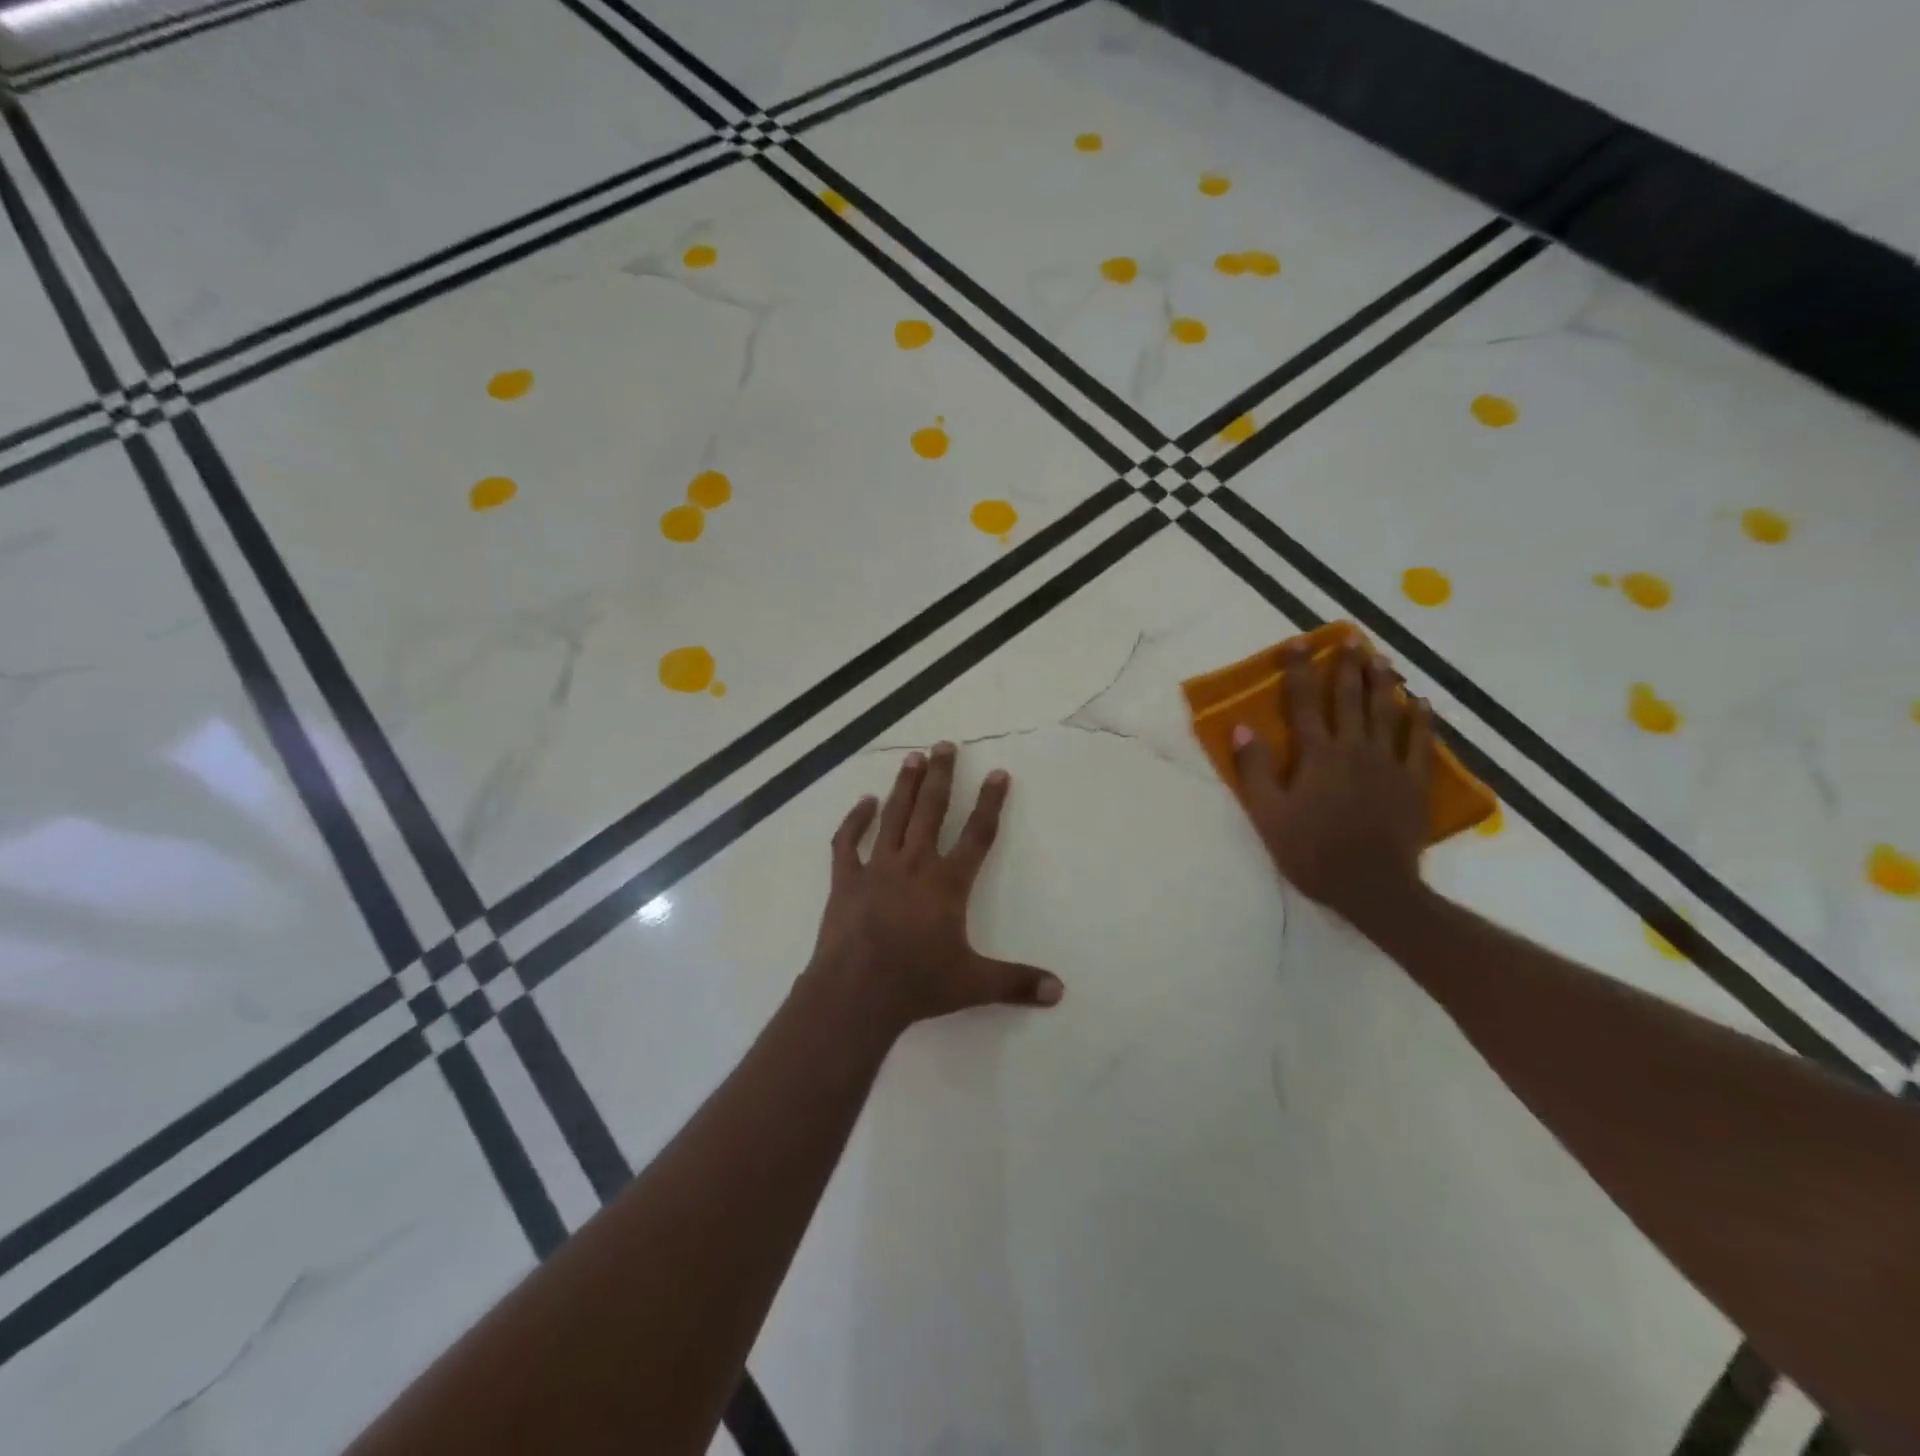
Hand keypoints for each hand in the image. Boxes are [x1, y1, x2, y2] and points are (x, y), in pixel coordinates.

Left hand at [808, 742, 1062, 1037]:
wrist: (855, 993)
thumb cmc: (917, 984)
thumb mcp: (973, 985)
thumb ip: (1017, 983)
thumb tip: (1059, 991)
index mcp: (947, 884)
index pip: (977, 835)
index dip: (990, 803)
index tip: (998, 773)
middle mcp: (914, 865)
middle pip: (931, 810)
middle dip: (942, 776)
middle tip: (945, 745)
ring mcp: (877, 869)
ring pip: (893, 816)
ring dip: (904, 786)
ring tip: (913, 758)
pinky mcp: (845, 880)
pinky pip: (848, 842)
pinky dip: (855, 821)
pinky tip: (864, 803)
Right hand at [1232, 644, 1433, 929]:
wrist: (1372, 887)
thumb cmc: (1312, 851)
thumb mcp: (1268, 815)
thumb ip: (1255, 770)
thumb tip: (1242, 728)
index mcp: (1317, 755)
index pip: (1304, 702)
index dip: (1299, 670)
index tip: (1297, 642)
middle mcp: (1354, 749)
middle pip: (1350, 699)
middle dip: (1347, 666)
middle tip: (1351, 639)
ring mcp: (1388, 764)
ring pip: (1387, 713)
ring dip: (1383, 684)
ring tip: (1383, 659)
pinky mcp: (1413, 783)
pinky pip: (1421, 744)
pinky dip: (1421, 721)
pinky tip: (1421, 704)